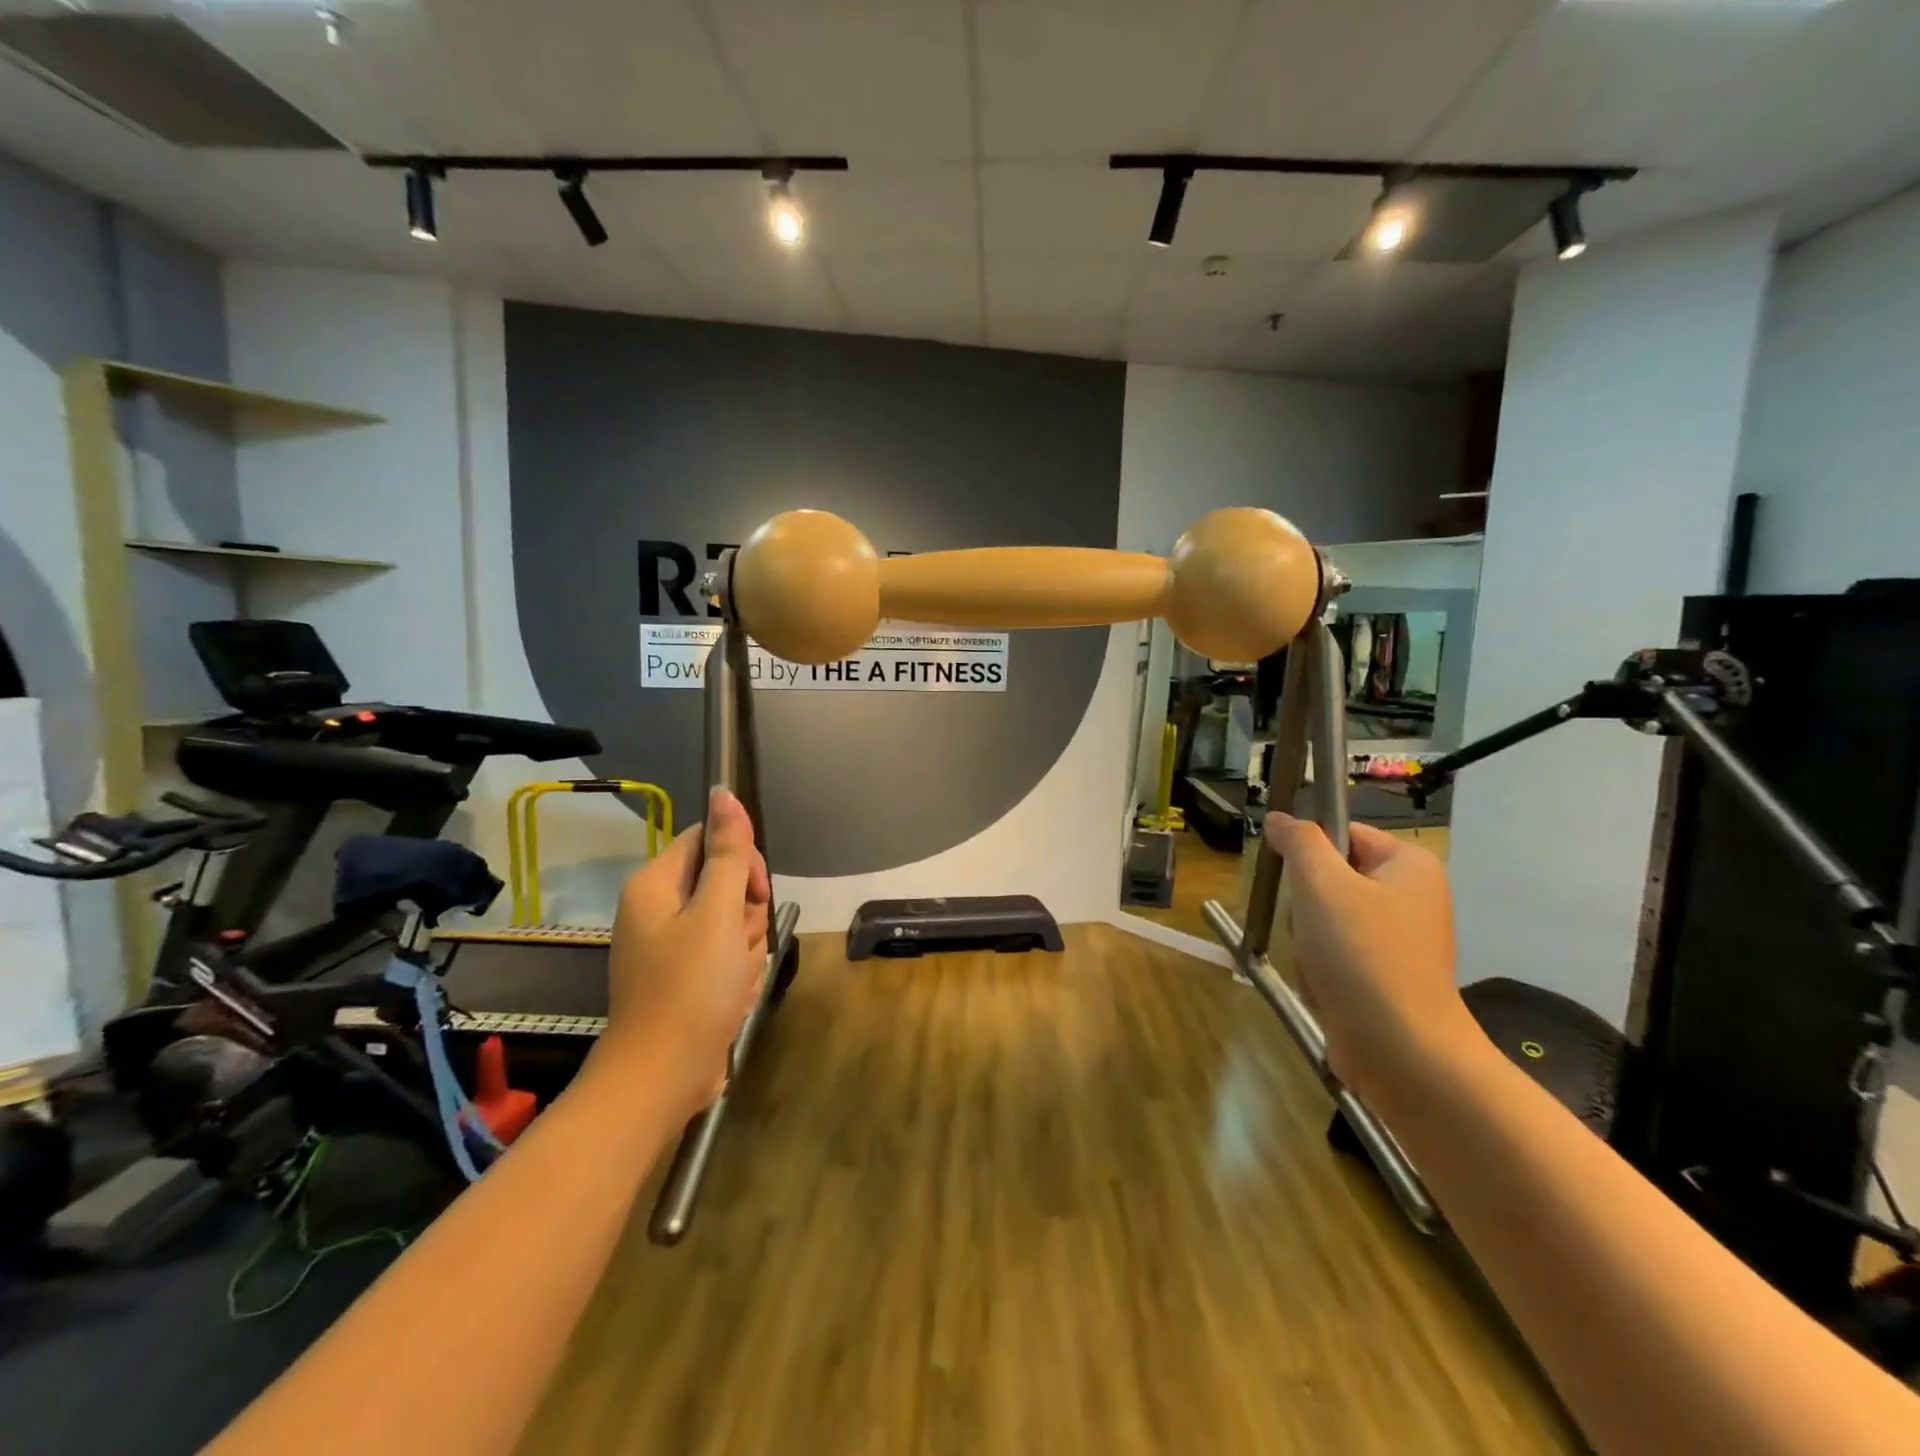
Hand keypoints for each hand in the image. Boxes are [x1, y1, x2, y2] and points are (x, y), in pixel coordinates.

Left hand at [592, 787, 772, 1122]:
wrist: (663, 1078)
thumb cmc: (691, 988)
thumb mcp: (717, 912)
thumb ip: (727, 852)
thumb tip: (723, 792)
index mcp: (656, 885)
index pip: (709, 840)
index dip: (741, 861)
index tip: (752, 895)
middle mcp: (658, 909)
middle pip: (724, 883)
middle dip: (745, 914)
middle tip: (737, 945)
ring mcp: (670, 947)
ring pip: (731, 922)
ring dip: (745, 948)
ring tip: (733, 979)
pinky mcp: (684, 978)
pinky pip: (725, 956)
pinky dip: (736, 974)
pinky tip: (730, 999)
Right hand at [1263, 814, 1474, 1102]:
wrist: (1401, 1050)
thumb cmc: (1363, 954)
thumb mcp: (1321, 883)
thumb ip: (1298, 842)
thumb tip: (1278, 819)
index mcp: (1409, 864)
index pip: (1342, 833)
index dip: (1309, 852)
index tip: (1295, 880)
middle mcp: (1411, 896)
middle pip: (1329, 878)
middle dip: (1306, 905)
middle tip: (1311, 927)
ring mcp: (1399, 940)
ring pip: (1324, 919)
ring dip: (1308, 941)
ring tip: (1319, 965)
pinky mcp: (1385, 976)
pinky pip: (1335, 954)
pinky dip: (1321, 969)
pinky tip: (1326, 988)